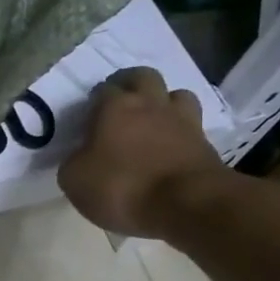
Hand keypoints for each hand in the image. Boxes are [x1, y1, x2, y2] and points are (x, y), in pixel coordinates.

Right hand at [57, 66, 229, 237]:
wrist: (186, 203)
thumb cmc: (121, 187)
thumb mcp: (74, 180)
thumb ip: (74, 160)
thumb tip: (81, 155)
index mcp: (115, 107)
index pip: (102, 90)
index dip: (94, 102)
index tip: (88, 119)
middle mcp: (150, 104)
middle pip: (143, 76)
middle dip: (130, 85)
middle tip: (119, 104)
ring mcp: (182, 120)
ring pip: (175, 94)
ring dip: (163, 102)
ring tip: (151, 122)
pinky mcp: (204, 142)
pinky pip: (190, 124)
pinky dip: (178, 130)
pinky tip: (169, 146)